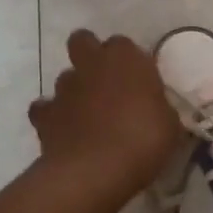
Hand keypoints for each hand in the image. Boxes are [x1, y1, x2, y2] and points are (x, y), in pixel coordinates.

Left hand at [29, 31, 183, 198]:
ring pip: (65, 77)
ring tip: (88, 116)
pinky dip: (53, 117)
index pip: (123, 44)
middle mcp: (91, 65)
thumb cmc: (143, 141)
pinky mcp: (43, 115)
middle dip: (90, 55)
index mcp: (125, 58)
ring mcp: (64, 89)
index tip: (138, 80)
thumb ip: (157, 107)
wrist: (95, 171)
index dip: (128, 61)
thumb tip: (153, 109)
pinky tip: (65, 133)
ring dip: (75, 91)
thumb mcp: (169, 124)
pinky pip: (45, 109)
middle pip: (82, 42)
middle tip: (105, 82)